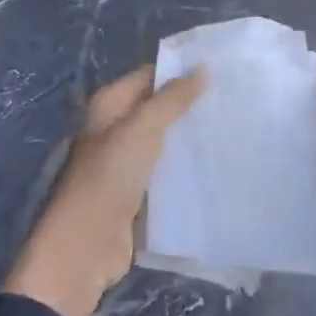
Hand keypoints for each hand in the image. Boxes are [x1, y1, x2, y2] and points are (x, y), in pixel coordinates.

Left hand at [3, 64, 204, 315]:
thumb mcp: (143, 129)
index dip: (179, 72)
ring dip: (188, 139)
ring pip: (163, 142)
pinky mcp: (135, 194)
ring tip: (229, 129)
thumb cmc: (109, 176)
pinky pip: (165, 173)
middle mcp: (114, 129)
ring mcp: (124, 163)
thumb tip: (203, 68)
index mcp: (108, 106)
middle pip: (157, 109)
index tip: (218, 71)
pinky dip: (184, 169)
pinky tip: (214, 165)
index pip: (148, 76)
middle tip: (230, 100)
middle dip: (189, 106)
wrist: (84, 247)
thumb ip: (173, 99)